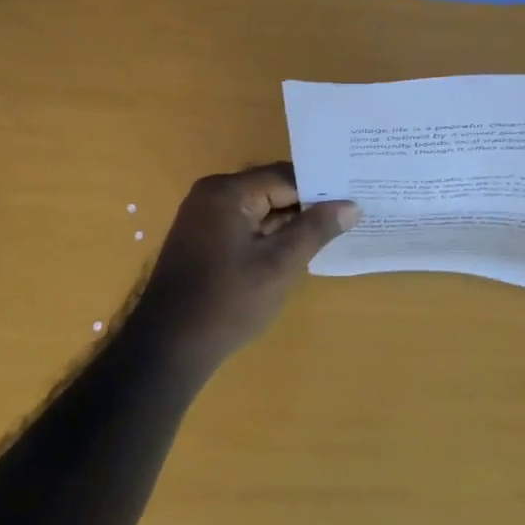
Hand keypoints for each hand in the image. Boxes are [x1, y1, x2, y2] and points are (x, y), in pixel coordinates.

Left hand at [136, 163, 360, 367]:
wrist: (168, 348)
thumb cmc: (227, 302)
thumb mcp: (279, 265)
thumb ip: (315, 230)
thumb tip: (351, 205)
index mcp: (227, 192)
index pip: (285, 176)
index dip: (321, 188)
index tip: (355, 196)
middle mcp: (212, 194)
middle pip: (271, 188)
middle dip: (307, 203)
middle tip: (350, 211)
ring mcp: (203, 216)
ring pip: (259, 207)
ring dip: (289, 220)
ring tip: (332, 228)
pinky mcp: (202, 238)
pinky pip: (245, 223)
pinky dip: (269, 232)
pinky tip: (296, 246)